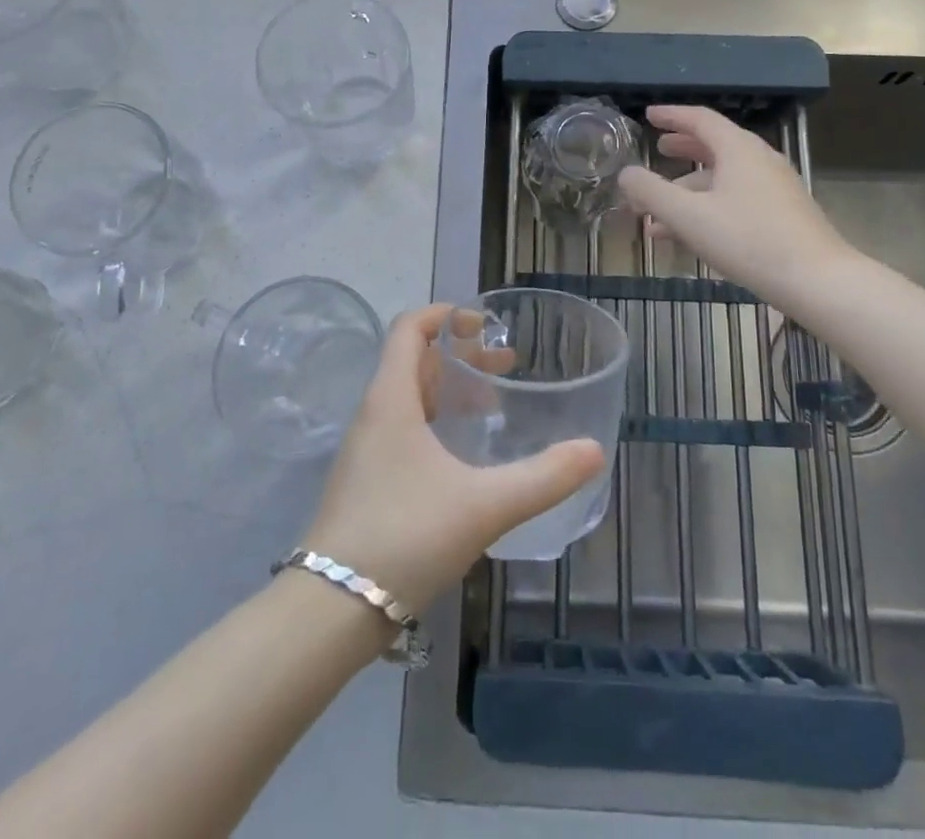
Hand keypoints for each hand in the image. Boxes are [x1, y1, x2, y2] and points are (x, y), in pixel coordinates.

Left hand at [300, 304, 605, 611]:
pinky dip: (436, 423)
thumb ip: (542, 478)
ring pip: (409, 397)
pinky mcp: (366, 482)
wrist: (330, 610)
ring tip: (493, 409)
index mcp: (391, 399)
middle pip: (414, 361)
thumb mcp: (483, 505)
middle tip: (506, 367)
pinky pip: (403, 429)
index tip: (484, 322)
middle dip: (461, 356)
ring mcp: (365, 450)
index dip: (445, 314)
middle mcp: (374, 414)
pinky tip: (464, 459)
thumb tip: (594, 451)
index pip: (409, 328)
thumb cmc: (405, 536)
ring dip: (449, 390)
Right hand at [618, 105, 859, 305]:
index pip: (700, 119)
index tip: (649, 115)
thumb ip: (651, 192)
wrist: (818, 281)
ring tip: (656, 213)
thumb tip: (626, 173)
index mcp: (738, 149)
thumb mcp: (689, 216)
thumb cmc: (748, 240)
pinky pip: (736, 199)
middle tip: (659, 149)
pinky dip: (708, 207)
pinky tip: (688, 236)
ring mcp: (774, 188)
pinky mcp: (782, 214)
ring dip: (688, 190)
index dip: (672, 115)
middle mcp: (759, 160)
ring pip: (723, 179)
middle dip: (683, 149)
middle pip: (714, 146)